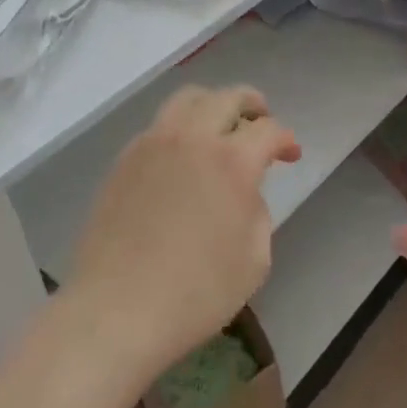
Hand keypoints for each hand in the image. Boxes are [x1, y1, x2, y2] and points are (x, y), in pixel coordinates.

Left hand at [67, 85, 301, 375]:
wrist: (116, 310)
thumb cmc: (195, 293)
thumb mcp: (254, 261)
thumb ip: (258, 213)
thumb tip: (244, 192)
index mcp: (232, 161)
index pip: (268, 131)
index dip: (285, 139)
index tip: (291, 154)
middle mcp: (193, 138)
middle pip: (227, 97)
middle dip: (252, 104)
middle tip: (262, 119)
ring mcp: (154, 143)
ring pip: (189, 99)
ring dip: (212, 105)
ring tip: (220, 126)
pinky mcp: (125, 158)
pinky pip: (160, 125)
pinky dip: (180, 127)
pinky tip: (182, 155)